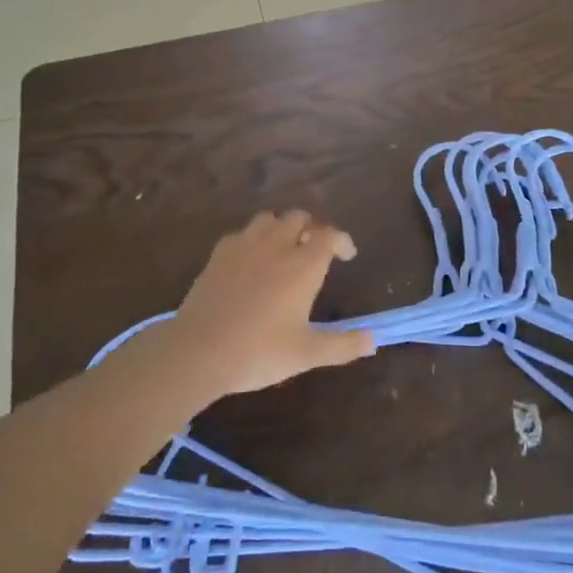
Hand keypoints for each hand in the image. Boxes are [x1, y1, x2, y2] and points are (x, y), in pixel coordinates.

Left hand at [165, 210, 374, 396]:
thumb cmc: (258, 352)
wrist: (198, 351)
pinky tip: (251, 259)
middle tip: (316, 249)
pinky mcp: (219, 254)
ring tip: (285, 247)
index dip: (342, 240)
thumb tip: (374, 340)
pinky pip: (242, 233)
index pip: (329, 235)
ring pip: (269, 218)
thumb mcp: (306, 354)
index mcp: (303, 266)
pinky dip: (253, 238)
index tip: (346, 255)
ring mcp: (244, 246)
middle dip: (312, 228)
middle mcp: (277, 246)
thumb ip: (342, 345)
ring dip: (282, 227)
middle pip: (299, 218)